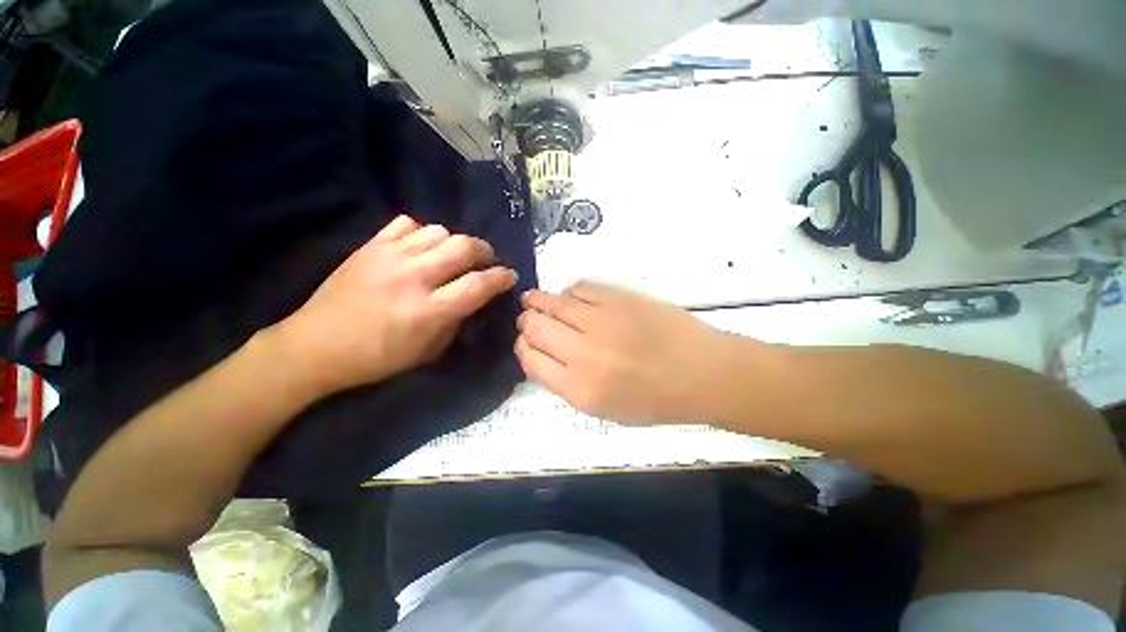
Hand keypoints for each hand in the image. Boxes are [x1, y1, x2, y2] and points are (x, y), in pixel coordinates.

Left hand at [270, 215, 516, 396]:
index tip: (509, 276)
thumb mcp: (428, 351)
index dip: (500, 278)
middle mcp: (412, 278)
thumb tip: (474, 298)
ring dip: (455, 243)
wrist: (315, 346)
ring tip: (453, 256)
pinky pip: (407, 224)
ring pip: (439, 231)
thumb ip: (456, 320)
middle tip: (487, 260)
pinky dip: (423, 233)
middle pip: (463, 247)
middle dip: (484, 251)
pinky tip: (422, 247)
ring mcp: (389, 257)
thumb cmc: (377, 358)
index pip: (478, 285)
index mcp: (428, 311)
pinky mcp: (370, 246)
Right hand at [516, 282, 739, 424]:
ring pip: (553, 302)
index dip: (523, 347)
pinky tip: (572, 298)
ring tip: (535, 300)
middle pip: (535, 327)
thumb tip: (542, 354)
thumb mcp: (604, 409)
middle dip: (526, 322)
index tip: (527, 342)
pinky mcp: (619, 298)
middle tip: (529, 319)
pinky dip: (569, 292)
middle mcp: (584, 353)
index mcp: (580, 389)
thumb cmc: (655, 399)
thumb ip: (566, 383)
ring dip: (538, 301)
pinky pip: (580, 288)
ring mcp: (603, 320)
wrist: (702, 373)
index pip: (530, 359)